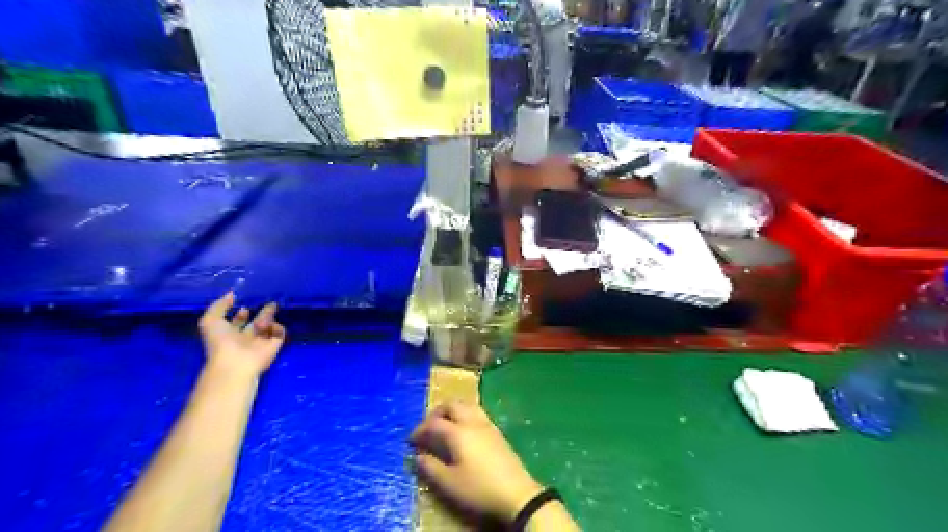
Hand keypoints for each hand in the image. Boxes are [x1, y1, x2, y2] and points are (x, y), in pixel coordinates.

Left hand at [198, 293, 284, 376]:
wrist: (236, 362)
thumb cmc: (220, 342)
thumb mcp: (210, 320)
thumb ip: (219, 305)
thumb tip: (232, 294)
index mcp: (229, 333)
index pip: (238, 322)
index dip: (241, 313)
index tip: (244, 305)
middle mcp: (246, 337)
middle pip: (257, 322)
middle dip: (263, 312)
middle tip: (270, 302)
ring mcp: (261, 341)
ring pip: (269, 326)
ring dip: (267, 318)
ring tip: (263, 318)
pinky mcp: (274, 345)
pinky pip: (279, 332)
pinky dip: (276, 327)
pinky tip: (268, 326)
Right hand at [410, 401, 539, 521]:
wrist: (517, 494)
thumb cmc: (479, 489)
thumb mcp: (449, 483)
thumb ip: (430, 468)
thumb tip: (418, 456)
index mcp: (458, 432)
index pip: (434, 423)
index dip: (420, 429)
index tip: (411, 440)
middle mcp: (472, 422)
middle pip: (452, 405)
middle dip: (436, 413)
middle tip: (427, 427)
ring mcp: (487, 425)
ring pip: (466, 405)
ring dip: (452, 410)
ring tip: (445, 424)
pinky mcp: (497, 432)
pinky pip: (477, 413)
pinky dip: (465, 415)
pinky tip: (464, 431)